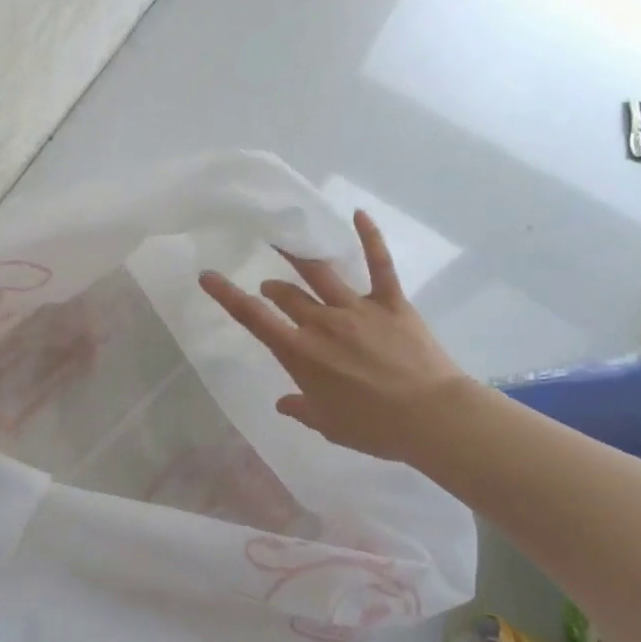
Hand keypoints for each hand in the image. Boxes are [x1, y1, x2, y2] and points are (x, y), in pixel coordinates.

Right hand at [199, 210, 477, 463]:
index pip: (254, 318)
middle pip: (287, 294)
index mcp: (301, 353)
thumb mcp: (329, 425)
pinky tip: (358, 213)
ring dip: (299, 258)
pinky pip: (379, 264)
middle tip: (269, 288)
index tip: (208, 275)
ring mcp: (358, 309)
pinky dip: (370, 237)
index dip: (227, 295)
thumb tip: (282, 402)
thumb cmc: (375, 428)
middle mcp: (322, 323)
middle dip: (273, 288)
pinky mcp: (392, 303)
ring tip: (287, 244)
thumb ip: (301, 409)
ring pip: (320, 274)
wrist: (432, 418)